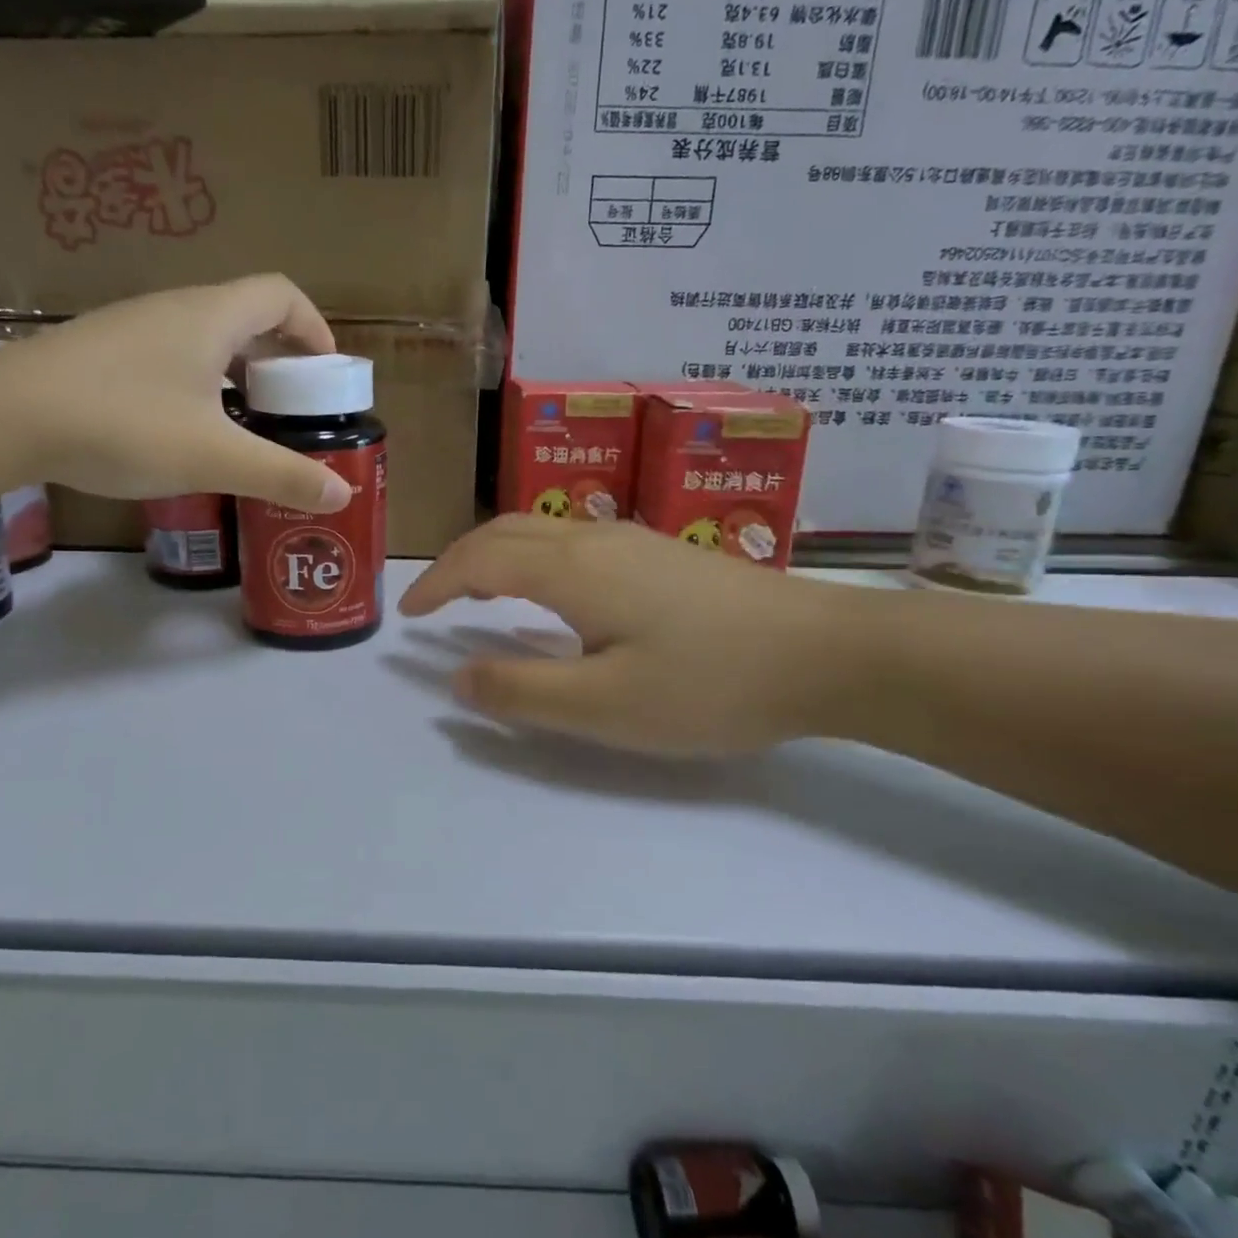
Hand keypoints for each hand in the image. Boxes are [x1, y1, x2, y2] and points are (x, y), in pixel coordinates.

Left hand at [0, 275, 351, 513]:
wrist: (2, 417)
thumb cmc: (124, 424)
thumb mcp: (214, 457)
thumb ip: (282, 475)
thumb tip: (343, 495)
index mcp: (211, 317)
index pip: (281, 295)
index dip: (314, 328)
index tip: (327, 373)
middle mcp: (173, 310)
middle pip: (246, 316)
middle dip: (280, 360)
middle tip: (293, 409)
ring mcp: (131, 329)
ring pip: (204, 339)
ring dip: (237, 373)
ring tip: (245, 424)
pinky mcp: (100, 354)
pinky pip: (169, 357)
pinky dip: (197, 384)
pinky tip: (185, 430)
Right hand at [399, 516, 864, 755]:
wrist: (828, 652)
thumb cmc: (710, 683)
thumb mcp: (606, 706)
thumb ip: (523, 692)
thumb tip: (458, 677)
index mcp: (571, 569)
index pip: (479, 561)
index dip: (436, 585)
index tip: (409, 618)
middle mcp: (593, 540)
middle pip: (504, 532)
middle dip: (458, 562)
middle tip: (434, 602)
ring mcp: (632, 541)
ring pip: (539, 531)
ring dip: (495, 554)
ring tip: (479, 592)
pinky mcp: (660, 553)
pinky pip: (570, 542)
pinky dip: (531, 558)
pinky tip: (551, 593)